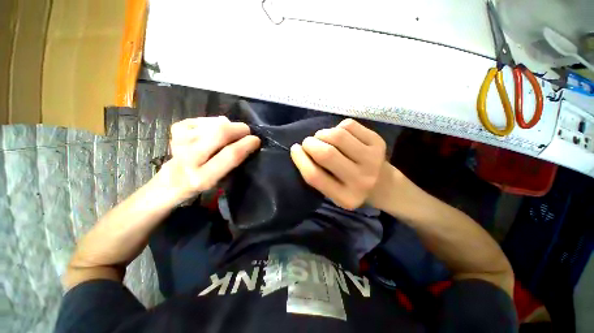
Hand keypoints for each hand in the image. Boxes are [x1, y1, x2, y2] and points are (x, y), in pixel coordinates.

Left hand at [158, 116, 259, 203]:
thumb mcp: (221, 179)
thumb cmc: (202, 182)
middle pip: (220, 133)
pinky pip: (203, 119)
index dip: (247, 144)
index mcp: (204, 177)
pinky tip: (211, 131)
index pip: (231, 155)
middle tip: (245, 131)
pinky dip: (212, 122)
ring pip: (213, 124)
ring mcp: (180, 142)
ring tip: (227, 132)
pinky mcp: (175, 130)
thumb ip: (232, 162)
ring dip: (226, 125)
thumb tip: (244, 141)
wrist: (172, 180)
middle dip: (239, 129)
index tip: (256, 140)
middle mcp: (190, 159)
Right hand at [290, 119, 386, 209]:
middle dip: (310, 143)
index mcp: (345, 198)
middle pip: (326, 153)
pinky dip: (337, 127)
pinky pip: (348, 125)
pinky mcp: (378, 143)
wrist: (383, 184)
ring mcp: (372, 160)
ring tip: (323, 138)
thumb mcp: (332, 191)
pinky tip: (340, 136)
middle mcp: (361, 180)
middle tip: (308, 142)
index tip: (295, 149)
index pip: (314, 176)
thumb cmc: (350, 187)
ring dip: (323, 133)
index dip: (300, 159)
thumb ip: (316, 175)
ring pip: (338, 135)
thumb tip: (301, 149)